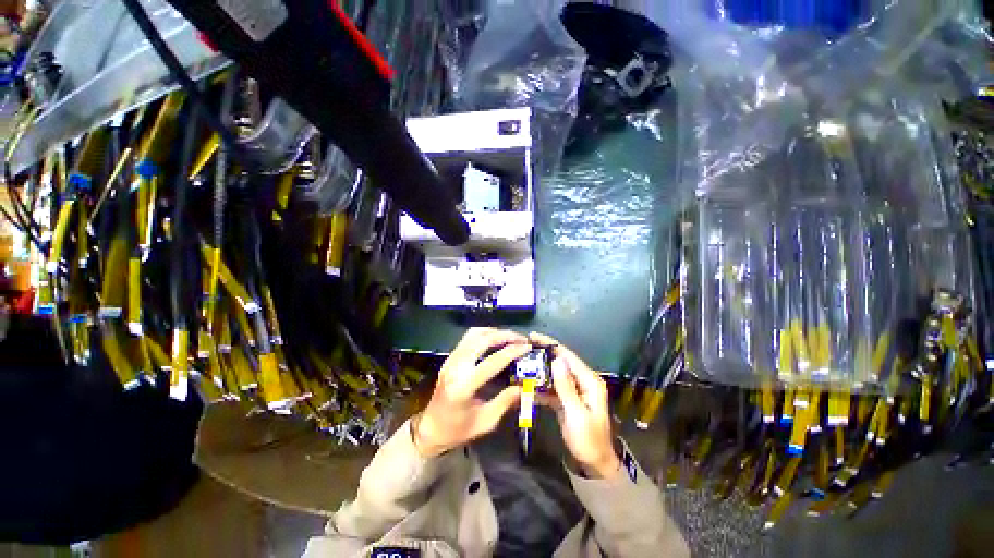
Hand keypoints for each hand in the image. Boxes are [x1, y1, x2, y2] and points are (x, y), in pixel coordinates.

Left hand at [412, 328, 530, 457]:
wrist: (430, 428)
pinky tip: (495, 339)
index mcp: (464, 386)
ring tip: (511, 337)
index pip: (492, 361)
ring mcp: (451, 359)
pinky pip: (468, 337)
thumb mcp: (485, 422)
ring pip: (474, 334)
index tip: (527, 347)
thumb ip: (505, 401)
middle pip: (482, 340)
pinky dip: (484, 334)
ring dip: (494, 332)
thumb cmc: (457, 430)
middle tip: (522, 339)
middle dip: (505, 336)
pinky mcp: (450, 357)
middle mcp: (455, 367)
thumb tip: (524, 386)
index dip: (512, 352)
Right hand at [531, 333, 620, 478]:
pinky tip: (527, 386)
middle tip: (523, 349)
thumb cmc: (588, 440)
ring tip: (521, 365)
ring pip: (554, 374)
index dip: (550, 344)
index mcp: (589, 381)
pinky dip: (541, 386)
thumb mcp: (576, 413)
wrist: (595, 464)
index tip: (533, 337)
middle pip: (560, 362)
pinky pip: (553, 388)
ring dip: (539, 370)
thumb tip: (557, 360)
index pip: (568, 356)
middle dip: (542, 355)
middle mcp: (582, 381)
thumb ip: (566, 387)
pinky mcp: (567, 399)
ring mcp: (575, 390)